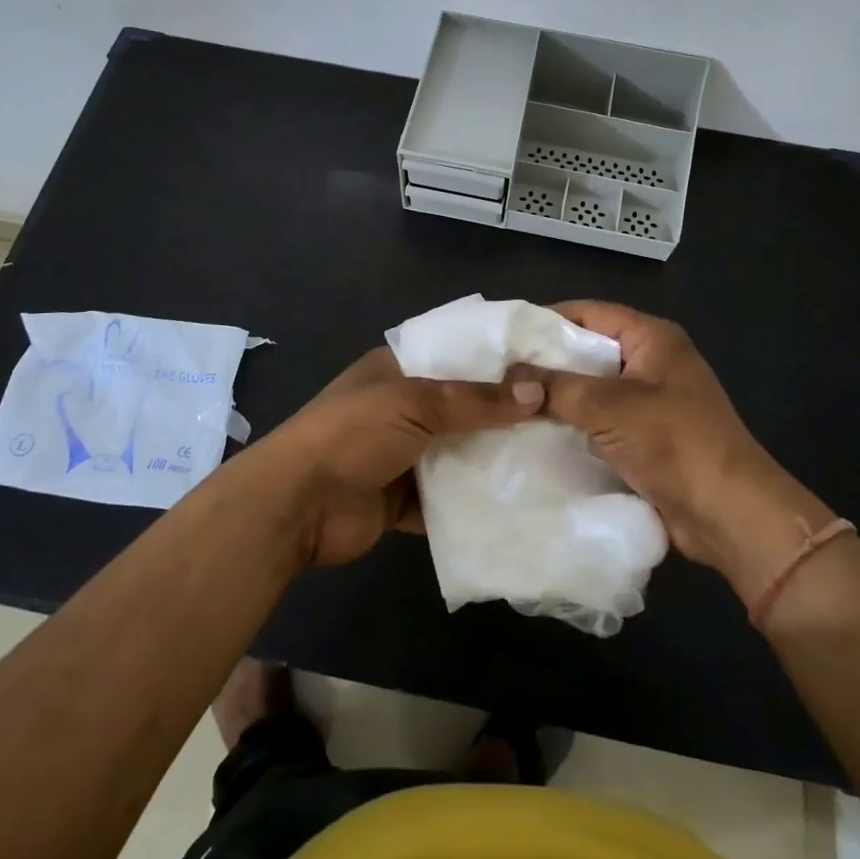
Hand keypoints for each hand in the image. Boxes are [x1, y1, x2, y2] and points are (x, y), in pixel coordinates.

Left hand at [260, 346, 544, 566]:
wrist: (297, 505)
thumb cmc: (352, 434)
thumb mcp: (414, 403)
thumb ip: (476, 400)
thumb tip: (538, 393)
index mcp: (399, 368)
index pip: (457, 353)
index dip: (498, 357)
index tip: (547, 362)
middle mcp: (403, 405)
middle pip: (463, 405)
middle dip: (504, 412)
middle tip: (562, 414)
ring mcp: (403, 453)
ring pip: (459, 451)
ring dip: (493, 457)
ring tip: (553, 456)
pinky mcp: (404, 498)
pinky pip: (448, 497)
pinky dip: (474, 501)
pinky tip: (520, 501)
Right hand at [528, 302, 833, 600]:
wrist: (729, 514)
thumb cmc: (674, 442)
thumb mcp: (609, 407)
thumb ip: (556, 387)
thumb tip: (509, 376)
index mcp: (653, 338)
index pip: (589, 312)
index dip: (546, 319)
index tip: (505, 336)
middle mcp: (653, 361)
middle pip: (589, 349)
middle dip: (547, 361)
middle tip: (500, 372)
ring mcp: (652, 400)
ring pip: (593, 387)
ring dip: (558, 396)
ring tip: (509, 402)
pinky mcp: (648, 436)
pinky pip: (601, 419)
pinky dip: (573, 423)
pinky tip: (537, 432)